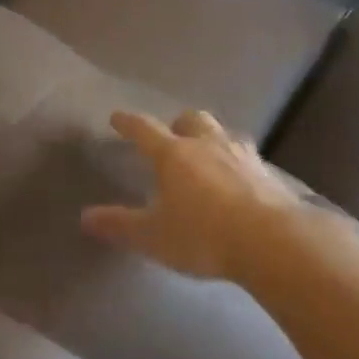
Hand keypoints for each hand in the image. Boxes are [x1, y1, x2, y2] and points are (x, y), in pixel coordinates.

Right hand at [81, 110, 307, 280]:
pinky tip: (241, 181)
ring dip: (213, 140)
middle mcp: (208, 145)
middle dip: (179, 124)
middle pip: (192, 119)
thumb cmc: (203, 235)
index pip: (145, 129)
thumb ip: (120, 225)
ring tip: (209, 155)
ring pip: (224, 134)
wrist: (272, 241)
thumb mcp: (153, 236)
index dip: (129, 123)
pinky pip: (250, 160)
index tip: (117, 117)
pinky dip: (240, 165)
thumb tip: (85, 217)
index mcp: (174, 154)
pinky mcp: (270, 175)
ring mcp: (243, 156)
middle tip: (173, 136)